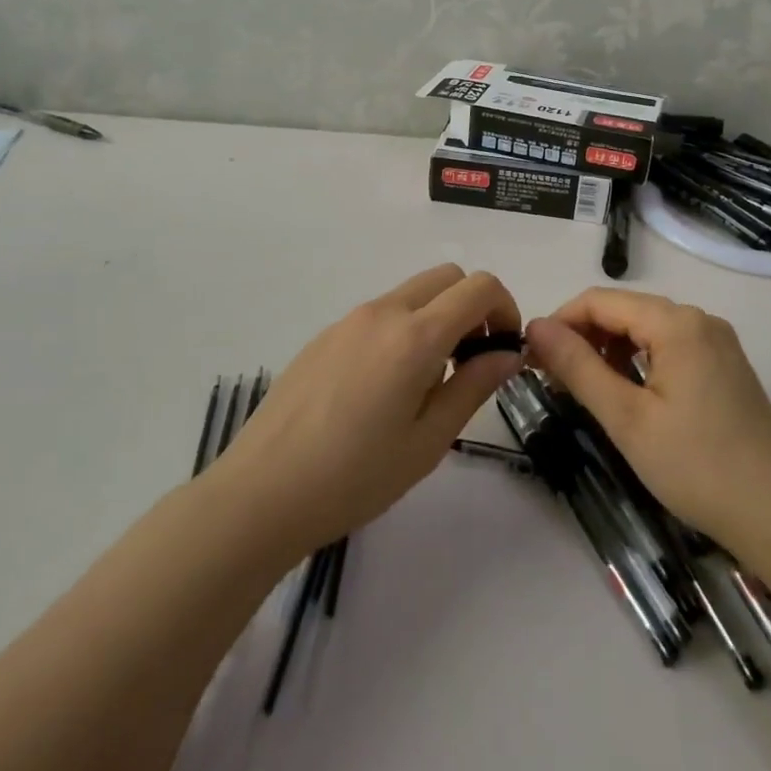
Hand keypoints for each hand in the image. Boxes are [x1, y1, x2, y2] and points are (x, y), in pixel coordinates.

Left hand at [214, 264, 524, 555]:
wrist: (262, 492)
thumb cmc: (355, 476)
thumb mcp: (429, 441)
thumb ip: (473, 386)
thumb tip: (508, 354)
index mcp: (415, 336)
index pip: (479, 287)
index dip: (505, 308)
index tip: (504, 349)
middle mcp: (383, 312)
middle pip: (447, 277)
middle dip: (473, 306)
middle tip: (471, 360)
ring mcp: (349, 320)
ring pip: (411, 294)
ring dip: (436, 318)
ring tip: (427, 382)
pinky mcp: (324, 335)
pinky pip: (379, 314)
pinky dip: (402, 329)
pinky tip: (383, 388)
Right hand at [523, 289, 770, 552]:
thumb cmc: (697, 466)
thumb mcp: (626, 418)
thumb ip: (578, 366)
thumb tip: (535, 326)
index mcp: (676, 322)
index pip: (600, 300)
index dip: (560, 323)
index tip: (531, 359)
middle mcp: (699, 320)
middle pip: (625, 312)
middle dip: (583, 338)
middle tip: (552, 381)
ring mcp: (717, 343)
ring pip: (646, 331)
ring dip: (609, 352)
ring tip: (585, 392)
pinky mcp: (725, 367)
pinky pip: (669, 348)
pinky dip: (639, 364)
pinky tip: (627, 397)